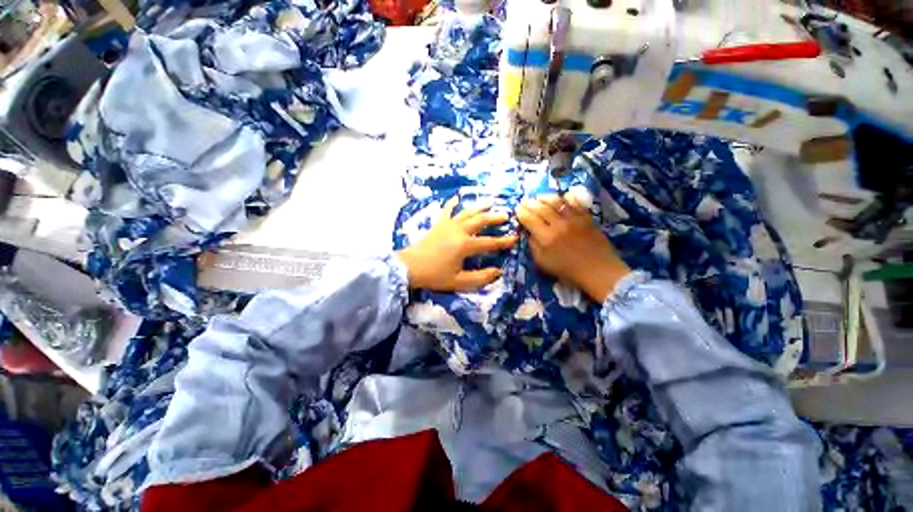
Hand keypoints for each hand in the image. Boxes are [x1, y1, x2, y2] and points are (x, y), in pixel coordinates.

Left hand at [397, 197, 517, 291]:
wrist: (409, 267)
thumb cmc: (434, 275)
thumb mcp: (459, 281)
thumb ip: (480, 278)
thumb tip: (498, 271)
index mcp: (465, 245)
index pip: (490, 242)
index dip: (504, 241)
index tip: (515, 238)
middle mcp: (459, 231)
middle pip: (481, 221)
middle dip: (495, 218)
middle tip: (506, 216)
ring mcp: (448, 225)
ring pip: (467, 212)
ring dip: (480, 208)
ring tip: (490, 203)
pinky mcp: (438, 224)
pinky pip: (446, 210)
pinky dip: (452, 203)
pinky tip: (456, 198)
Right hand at [517, 195, 630, 302]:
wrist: (598, 270)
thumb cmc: (568, 270)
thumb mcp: (543, 263)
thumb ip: (533, 246)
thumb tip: (529, 232)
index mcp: (546, 238)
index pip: (530, 219)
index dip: (521, 213)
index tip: (517, 210)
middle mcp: (558, 225)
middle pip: (541, 208)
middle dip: (530, 203)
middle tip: (524, 201)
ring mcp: (574, 219)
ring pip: (556, 201)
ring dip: (544, 197)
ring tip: (538, 197)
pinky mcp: (586, 217)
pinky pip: (574, 202)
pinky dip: (566, 197)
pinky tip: (560, 197)